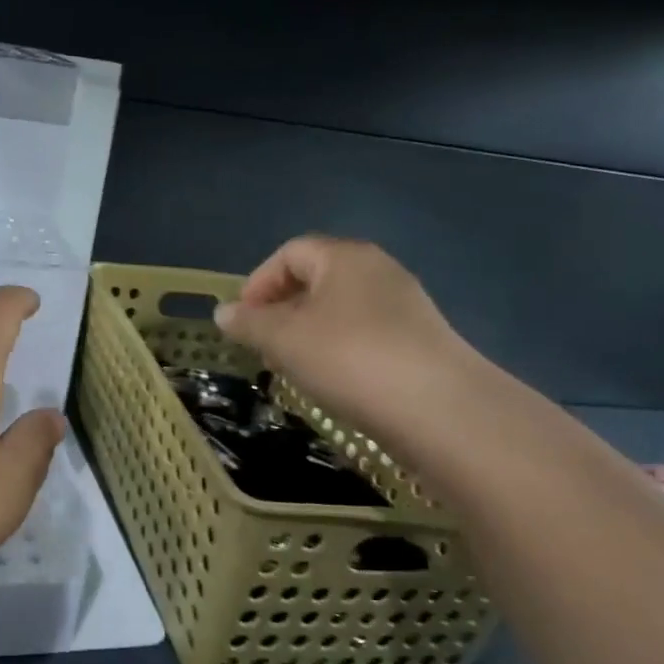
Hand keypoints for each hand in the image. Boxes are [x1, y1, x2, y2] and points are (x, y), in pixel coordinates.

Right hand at [213, 236, 476, 435]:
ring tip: (293, 369)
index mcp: (344, 256)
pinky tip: (333, 382)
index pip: (289, 253)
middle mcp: (377, 270)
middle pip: (316, 279)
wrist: (440, 410)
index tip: (242, 321)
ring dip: (307, 333)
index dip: (258, 283)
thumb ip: (248, 323)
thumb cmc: (349, 358)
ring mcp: (405, 305)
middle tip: (263, 347)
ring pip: (340, 310)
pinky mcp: (420, 341)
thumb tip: (222, 312)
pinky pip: (365, 334)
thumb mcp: (283, 339)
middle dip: (281, 310)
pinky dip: (338, 350)